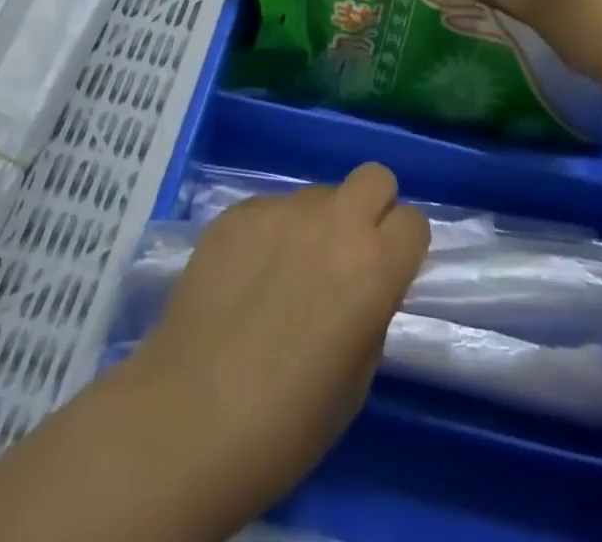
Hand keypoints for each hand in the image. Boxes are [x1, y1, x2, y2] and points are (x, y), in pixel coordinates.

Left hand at [122, 164, 429, 525]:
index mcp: (374, 268)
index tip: (386, 273)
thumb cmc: (286, 424)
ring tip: (282, 274)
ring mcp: (281, 211)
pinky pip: (270, 209)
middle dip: (371, 208)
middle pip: (374, 177)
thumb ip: (371, 312)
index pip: (414, 221)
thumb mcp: (357, 379)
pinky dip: (269, 235)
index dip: (402, 247)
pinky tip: (244, 278)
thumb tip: (363, 285)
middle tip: (346, 254)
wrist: (188, 420)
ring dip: (315, 224)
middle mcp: (334, 223)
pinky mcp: (238, 212)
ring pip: (317, 194)